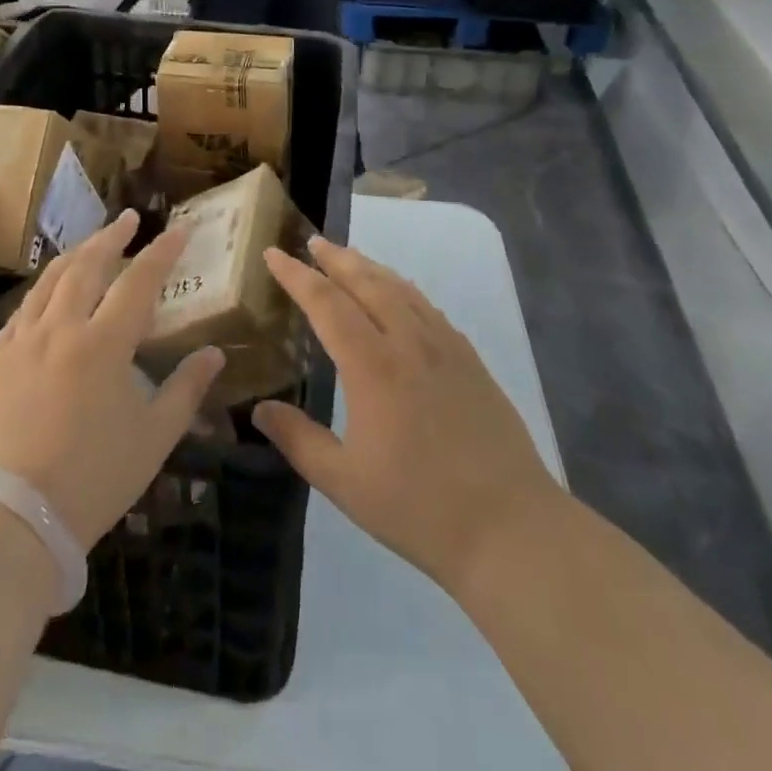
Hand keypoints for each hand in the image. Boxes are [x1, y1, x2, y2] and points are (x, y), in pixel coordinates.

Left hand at [0, 211, 224, 551]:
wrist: (16, 515)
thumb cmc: (95, 477)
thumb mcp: (155, 437)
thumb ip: (186, 388)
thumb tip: (213, 353)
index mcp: (104, 343)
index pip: (139, 281)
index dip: (162, 252)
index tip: (179, 230)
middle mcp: (62, 328)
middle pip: (88, 265)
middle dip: (112, 236)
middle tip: (130, 219)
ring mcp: (25, 340)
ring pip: (50, 280)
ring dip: (75, 254)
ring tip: (92, 242)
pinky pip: (22, 309)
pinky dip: (41, 290)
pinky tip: (48, 291)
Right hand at [252, 238, 558, 597]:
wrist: (511, 529)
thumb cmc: (420, 509)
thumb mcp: (344, 482)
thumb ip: (298, 440)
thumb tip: (260, 409)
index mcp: (372, 366)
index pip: (326, 303)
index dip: (297, 276)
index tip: (274, 254)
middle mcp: (408, 342)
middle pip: (367, 282)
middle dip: (335, 258)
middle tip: (312, 241)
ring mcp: (445, 347)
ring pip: (400, 289)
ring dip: (370, 267)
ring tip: (349, 257)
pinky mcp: (470, 360)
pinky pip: (428, 307)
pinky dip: (403, 288)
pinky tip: (400, 295)